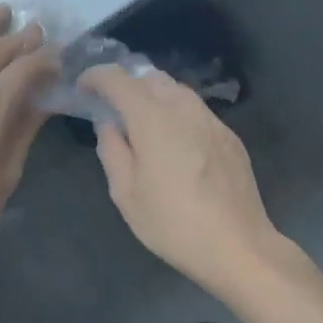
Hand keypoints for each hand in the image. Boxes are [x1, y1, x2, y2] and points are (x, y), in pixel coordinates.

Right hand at [81, 64, 285, 296]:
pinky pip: (196, 110)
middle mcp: (183, 108)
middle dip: (126, 83)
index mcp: (152, 118)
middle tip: (111, 105)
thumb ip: (112, 150)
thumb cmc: (173, 223)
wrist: (239, 246)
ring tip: (142, 120)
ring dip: (153, 95)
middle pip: (150, 77)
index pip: (118, 79)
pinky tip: (175, 140)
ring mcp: (211, 120)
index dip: (96, 77)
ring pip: (176, 90)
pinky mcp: (230, 136)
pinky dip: (176, 112)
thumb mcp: (125, 194)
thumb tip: (109, 125)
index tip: (83, 88)